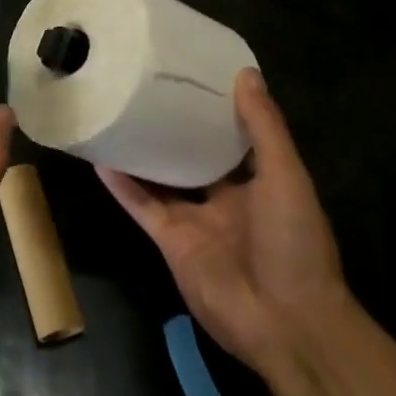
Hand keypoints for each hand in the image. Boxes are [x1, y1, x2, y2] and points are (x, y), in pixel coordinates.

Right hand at [98, 68, 345, 370]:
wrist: (285, 322)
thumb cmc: (294, 242)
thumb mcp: (286, 177)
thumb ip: (264, 128)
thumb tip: (245, 73)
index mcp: (259, 180)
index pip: (233, 135)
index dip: (214, 107)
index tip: (189, 74)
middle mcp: (225, 196)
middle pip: (193, 154)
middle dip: (173, 127)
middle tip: (144, 86)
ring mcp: (195, 219)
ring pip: (161, 177)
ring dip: (142, 151)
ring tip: (116, 112)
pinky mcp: (169, 240)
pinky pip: (141, 205)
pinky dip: (121, 185)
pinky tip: (100, 157)